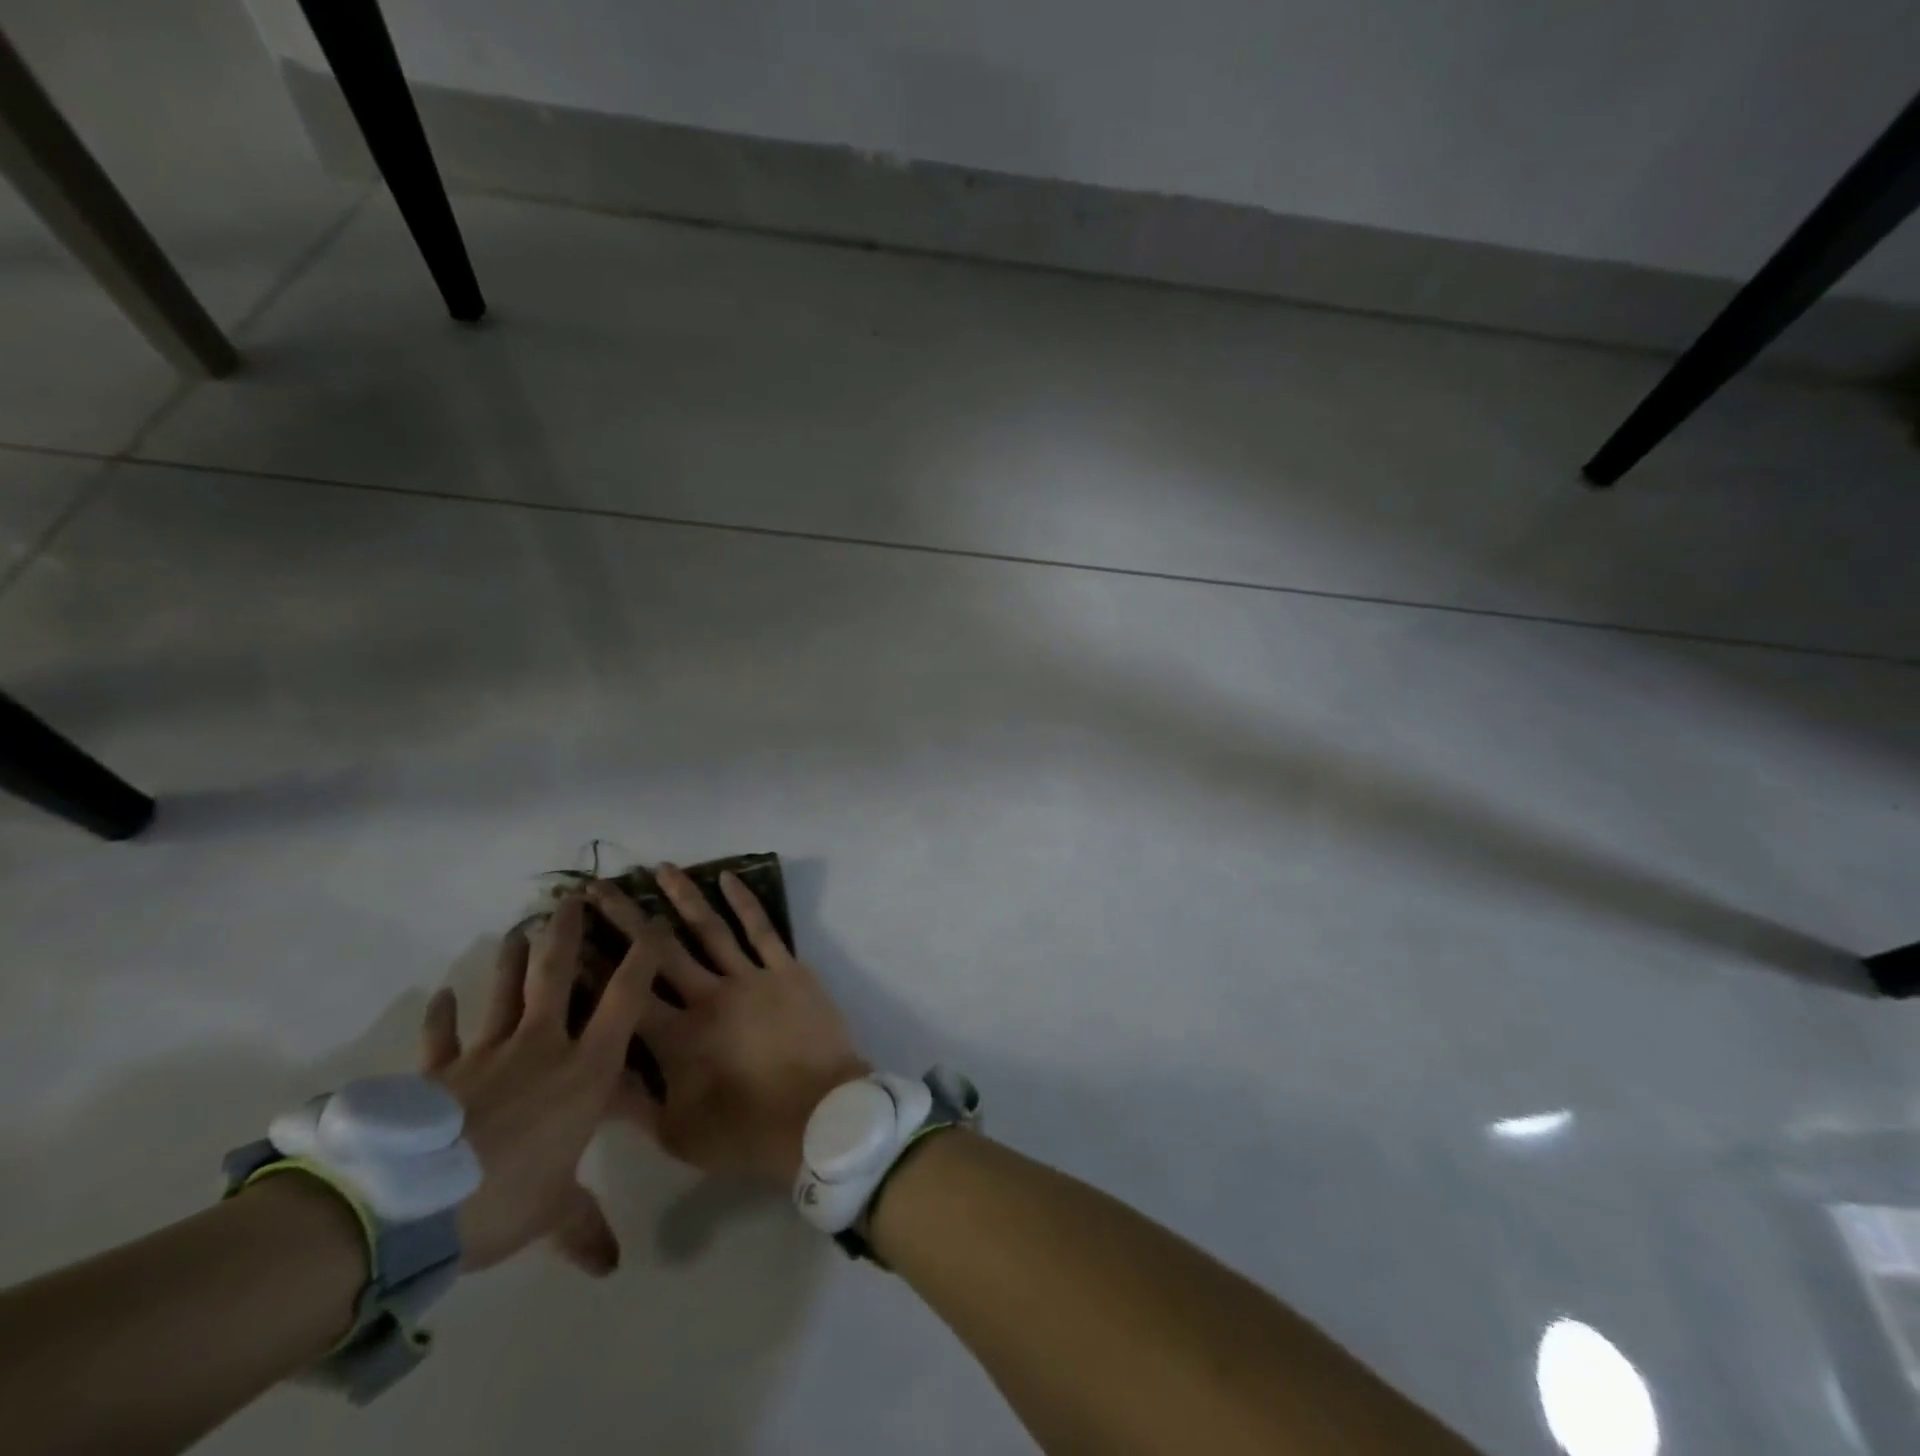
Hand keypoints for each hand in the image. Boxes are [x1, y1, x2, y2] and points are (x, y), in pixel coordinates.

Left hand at [417, 893, 660, 1275]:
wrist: (413, 1206)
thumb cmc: (508, 1197)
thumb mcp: (555, 1212)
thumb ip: (585, 1227)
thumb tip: (611, 1266)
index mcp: (585, 1069)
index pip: (625, 999)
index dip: (642, 957)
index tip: (652, 923)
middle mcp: (544, 1046)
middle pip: (559, 975)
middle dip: (568, 932)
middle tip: (571, 897)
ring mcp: (489, 1054)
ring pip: (506, 991)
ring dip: (513, 958)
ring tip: (521, 927)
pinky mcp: (441, 1074)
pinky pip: (443, 1037)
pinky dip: (442, 1014)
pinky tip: (441, 994)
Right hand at [586, 865, 869, 1182]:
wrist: (821, 1118)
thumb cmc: (747, 1133)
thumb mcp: (676, 1134)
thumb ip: (631, 1105)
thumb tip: (591, 1076)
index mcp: (676, 1037)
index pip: (624, 993)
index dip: (593, 964)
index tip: (569, 936)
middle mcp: (708, 996)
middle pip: (658, 949)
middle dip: (625, 916)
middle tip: (597, 887)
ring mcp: (750, 978)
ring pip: (709, 928)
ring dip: (682, 896)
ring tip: (660, 868)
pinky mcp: (786, 970)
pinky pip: (762, 929)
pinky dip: (745, 901)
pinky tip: (728, 877)